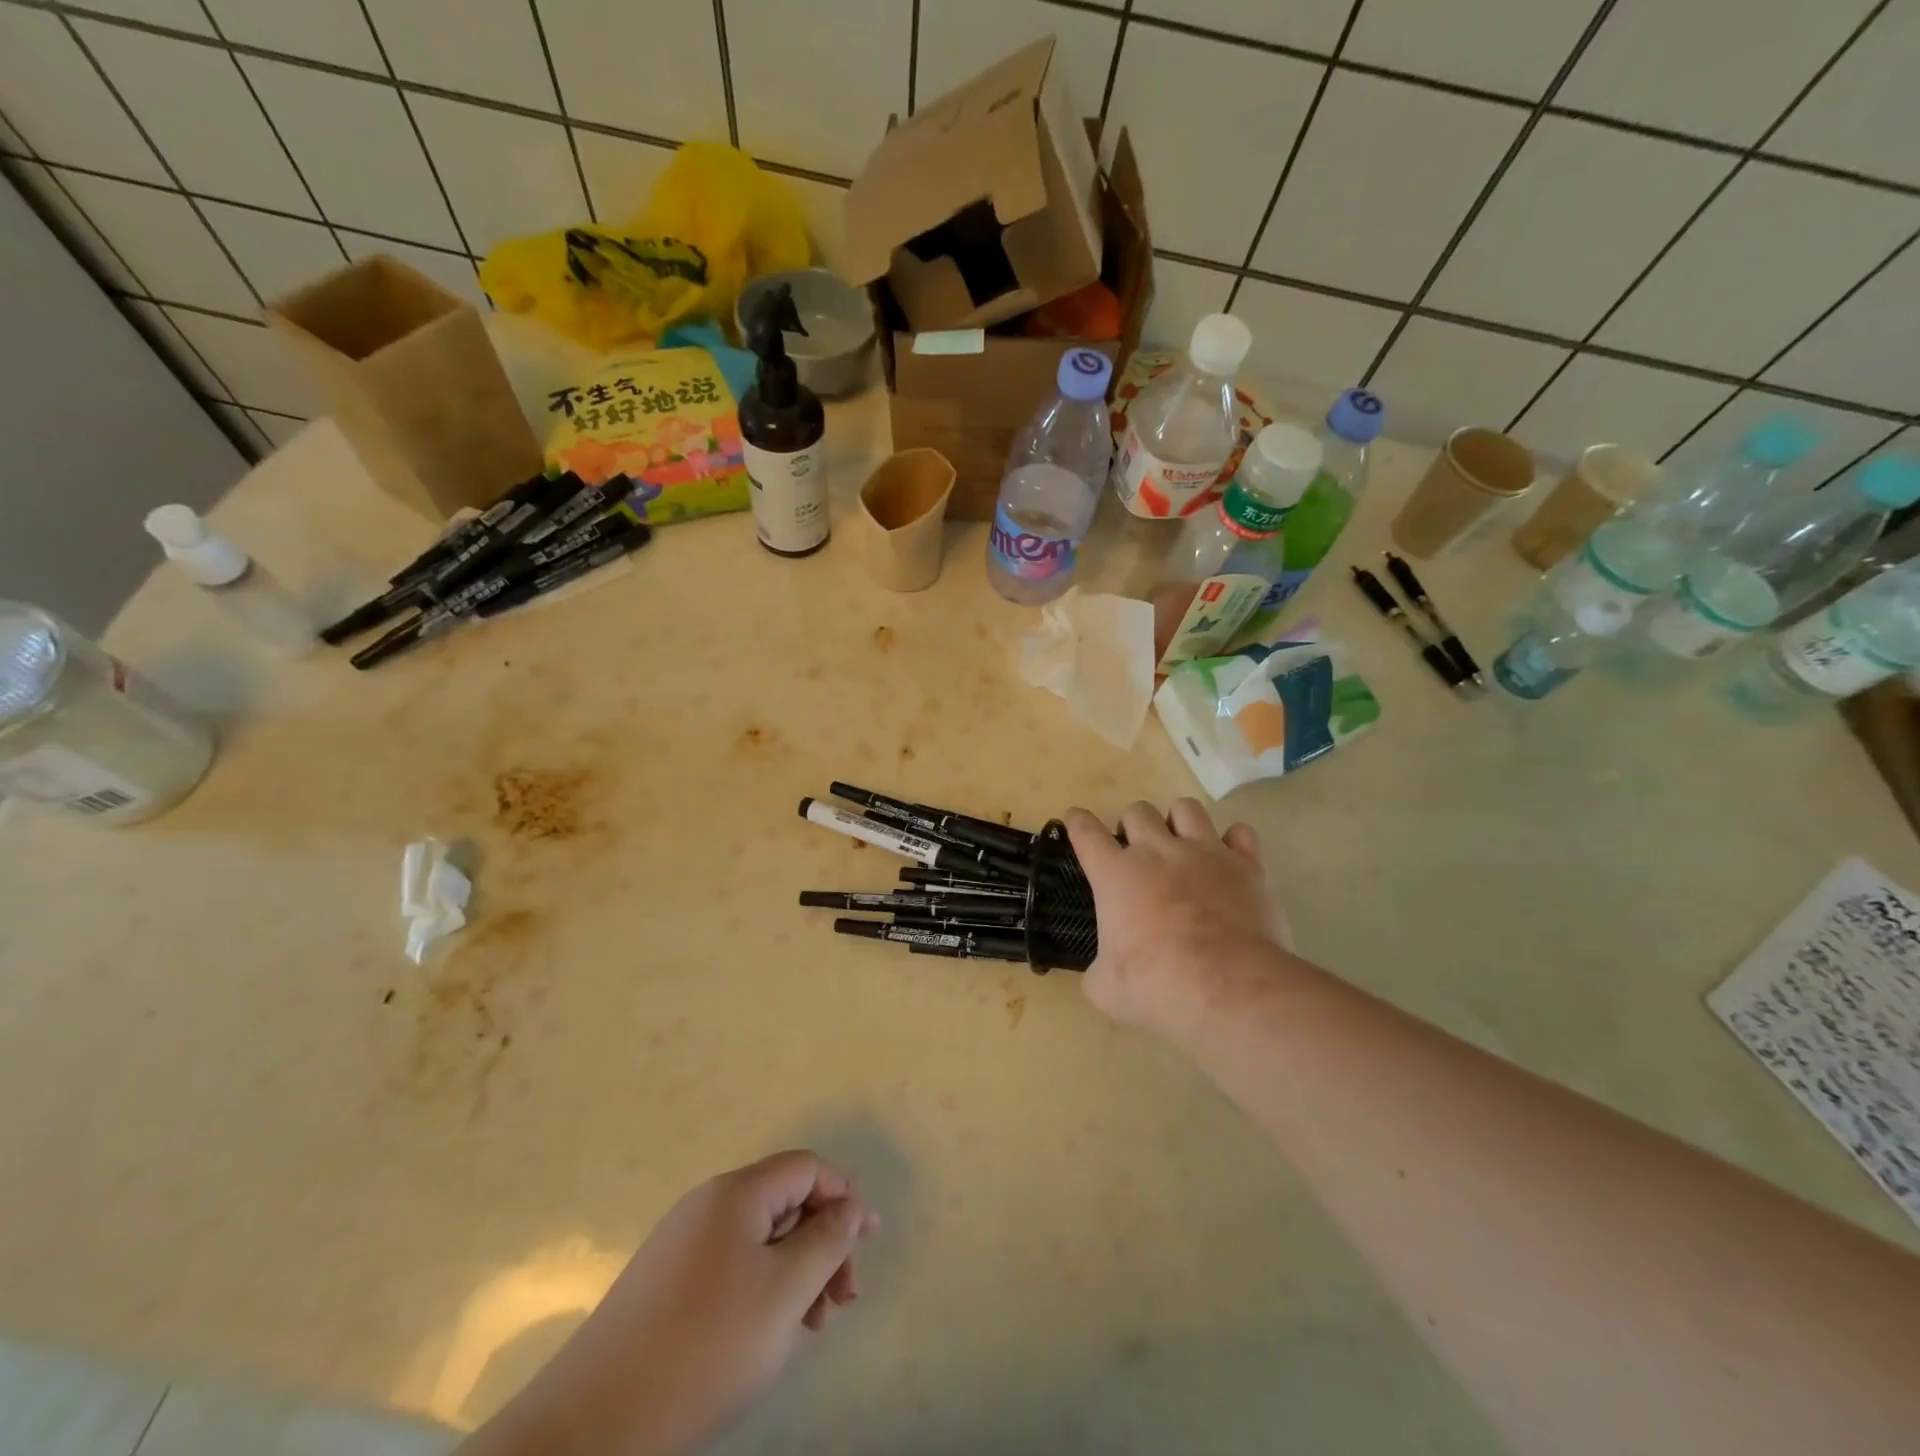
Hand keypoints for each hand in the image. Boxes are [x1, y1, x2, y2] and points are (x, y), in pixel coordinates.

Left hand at [468, 1151, 876, 1455]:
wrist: (591, 1427)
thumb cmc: (705, 1347)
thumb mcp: (784, 1291)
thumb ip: (827, 1240)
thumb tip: (850, 1204)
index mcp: (736, 1193)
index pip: (806, 1168)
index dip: (843, 1196)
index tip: (866, 1245)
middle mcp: (707, 1205)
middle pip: (784, 1203)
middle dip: (822, 1244)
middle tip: (842, 1301)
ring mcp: (680, 1245)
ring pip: (759, 1241)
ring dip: (795, 1273)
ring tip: (810, 1326)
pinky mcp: (663, 1286)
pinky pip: (730, 1268)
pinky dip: (761, 1290)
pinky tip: (765, 1335)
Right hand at [1066, 799, 1290, 1040]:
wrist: (1229, 989)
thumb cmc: (1158, 987)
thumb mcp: (1106, 989)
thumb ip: (1099, 969)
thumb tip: (1104, 970)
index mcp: (1116, 874)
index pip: (1086, 832)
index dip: (1078, 822)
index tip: (1076, 818)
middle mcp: (1158, 852)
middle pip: (1137, 811)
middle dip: (1131, 826)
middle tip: (1136, 853)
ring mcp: (1205, 853)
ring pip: (1186, 809)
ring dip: (1178, 822)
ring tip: (1181, 845)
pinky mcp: (1247, 866)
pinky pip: (1240, 833)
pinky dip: (1233, 842)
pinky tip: (1229, 859)